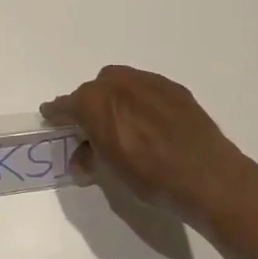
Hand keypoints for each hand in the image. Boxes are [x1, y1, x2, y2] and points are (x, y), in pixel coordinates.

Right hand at [42, 66, 257, 225]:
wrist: (207, 175)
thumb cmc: (150, 177)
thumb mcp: (111, 173)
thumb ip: (91, 158)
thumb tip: (82, 160)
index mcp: (94, 103)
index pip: (66, 105)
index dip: (57, 113)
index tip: (50, 116)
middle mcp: (117, 84)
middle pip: (93, 90)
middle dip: (88, 105)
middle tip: (93, 129)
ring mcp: (148, 82)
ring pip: (120, 83)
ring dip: (114, 99)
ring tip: (123, 123)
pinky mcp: (174, 88)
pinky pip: (145, 87)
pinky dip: (139, 100)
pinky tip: (150, 122)